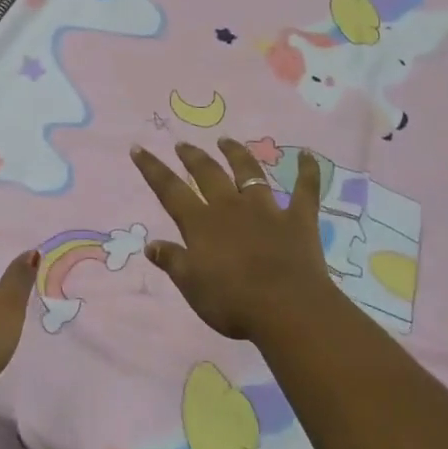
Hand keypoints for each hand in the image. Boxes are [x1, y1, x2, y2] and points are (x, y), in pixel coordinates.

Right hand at [129, 139, 336, 342]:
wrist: (287, 307)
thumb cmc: (233, 302)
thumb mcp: (192, 286)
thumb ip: (172, 261)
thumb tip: (150, 243)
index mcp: (201, 223)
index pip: (170, 190)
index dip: (152, 169)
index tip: (138, 148)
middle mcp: (231, 207)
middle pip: (208, 173)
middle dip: (193, 157)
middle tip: (183, 144)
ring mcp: (266, 209)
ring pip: (248, 172)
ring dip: (237, 154)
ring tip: (226, 140)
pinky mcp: (298, 218)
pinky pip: (305, 189)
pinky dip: (307, 171)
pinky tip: (309, 154)